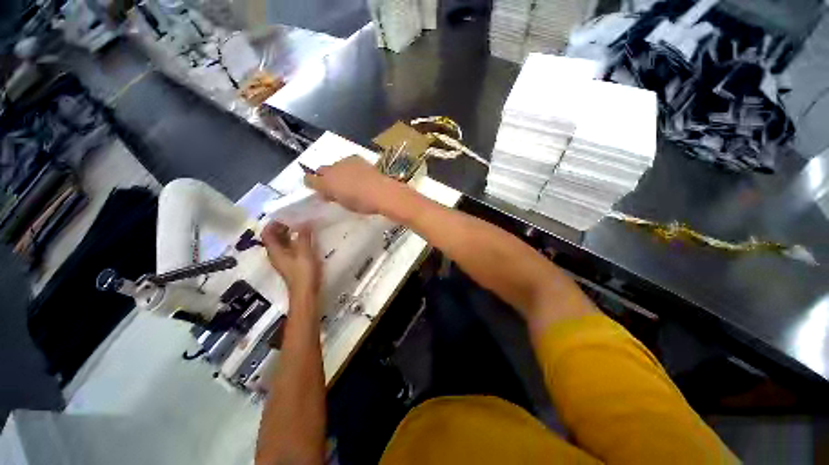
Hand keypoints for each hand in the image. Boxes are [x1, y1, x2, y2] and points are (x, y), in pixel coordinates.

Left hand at [261, 221, 320, 299]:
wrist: (306, 292)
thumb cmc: (303, 272)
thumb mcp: (304, 252)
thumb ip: (303, 236)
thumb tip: (303, 221)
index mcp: (275, 251)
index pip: (267, 233)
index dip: (273, 223)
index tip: (285, 215)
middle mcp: (276, 254)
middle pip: (274, 237)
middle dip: (282, 226)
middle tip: (296, 218)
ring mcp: (283, 260)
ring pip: (282, 243)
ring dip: (289, 233)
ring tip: (302, 226)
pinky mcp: (291, 263)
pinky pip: (289, 248)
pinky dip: (295, 241)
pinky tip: (306, 239)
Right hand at [304, 156, 399, 215]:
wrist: (381, 191)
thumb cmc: (362, 203)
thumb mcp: (344, 204)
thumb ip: (333, 197)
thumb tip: (327, 194)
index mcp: (326, 183)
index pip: (309, 179)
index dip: (312, 184)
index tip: (319, 190)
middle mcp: (331, 169)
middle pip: (321, 170)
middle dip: (325, 177)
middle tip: (335, 187)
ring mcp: (344, 162)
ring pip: (335, 165)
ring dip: (338, 172)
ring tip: (349, 180)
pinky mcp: (356, 158)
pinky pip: (347, 161)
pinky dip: (349, 167)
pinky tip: (359, 174)